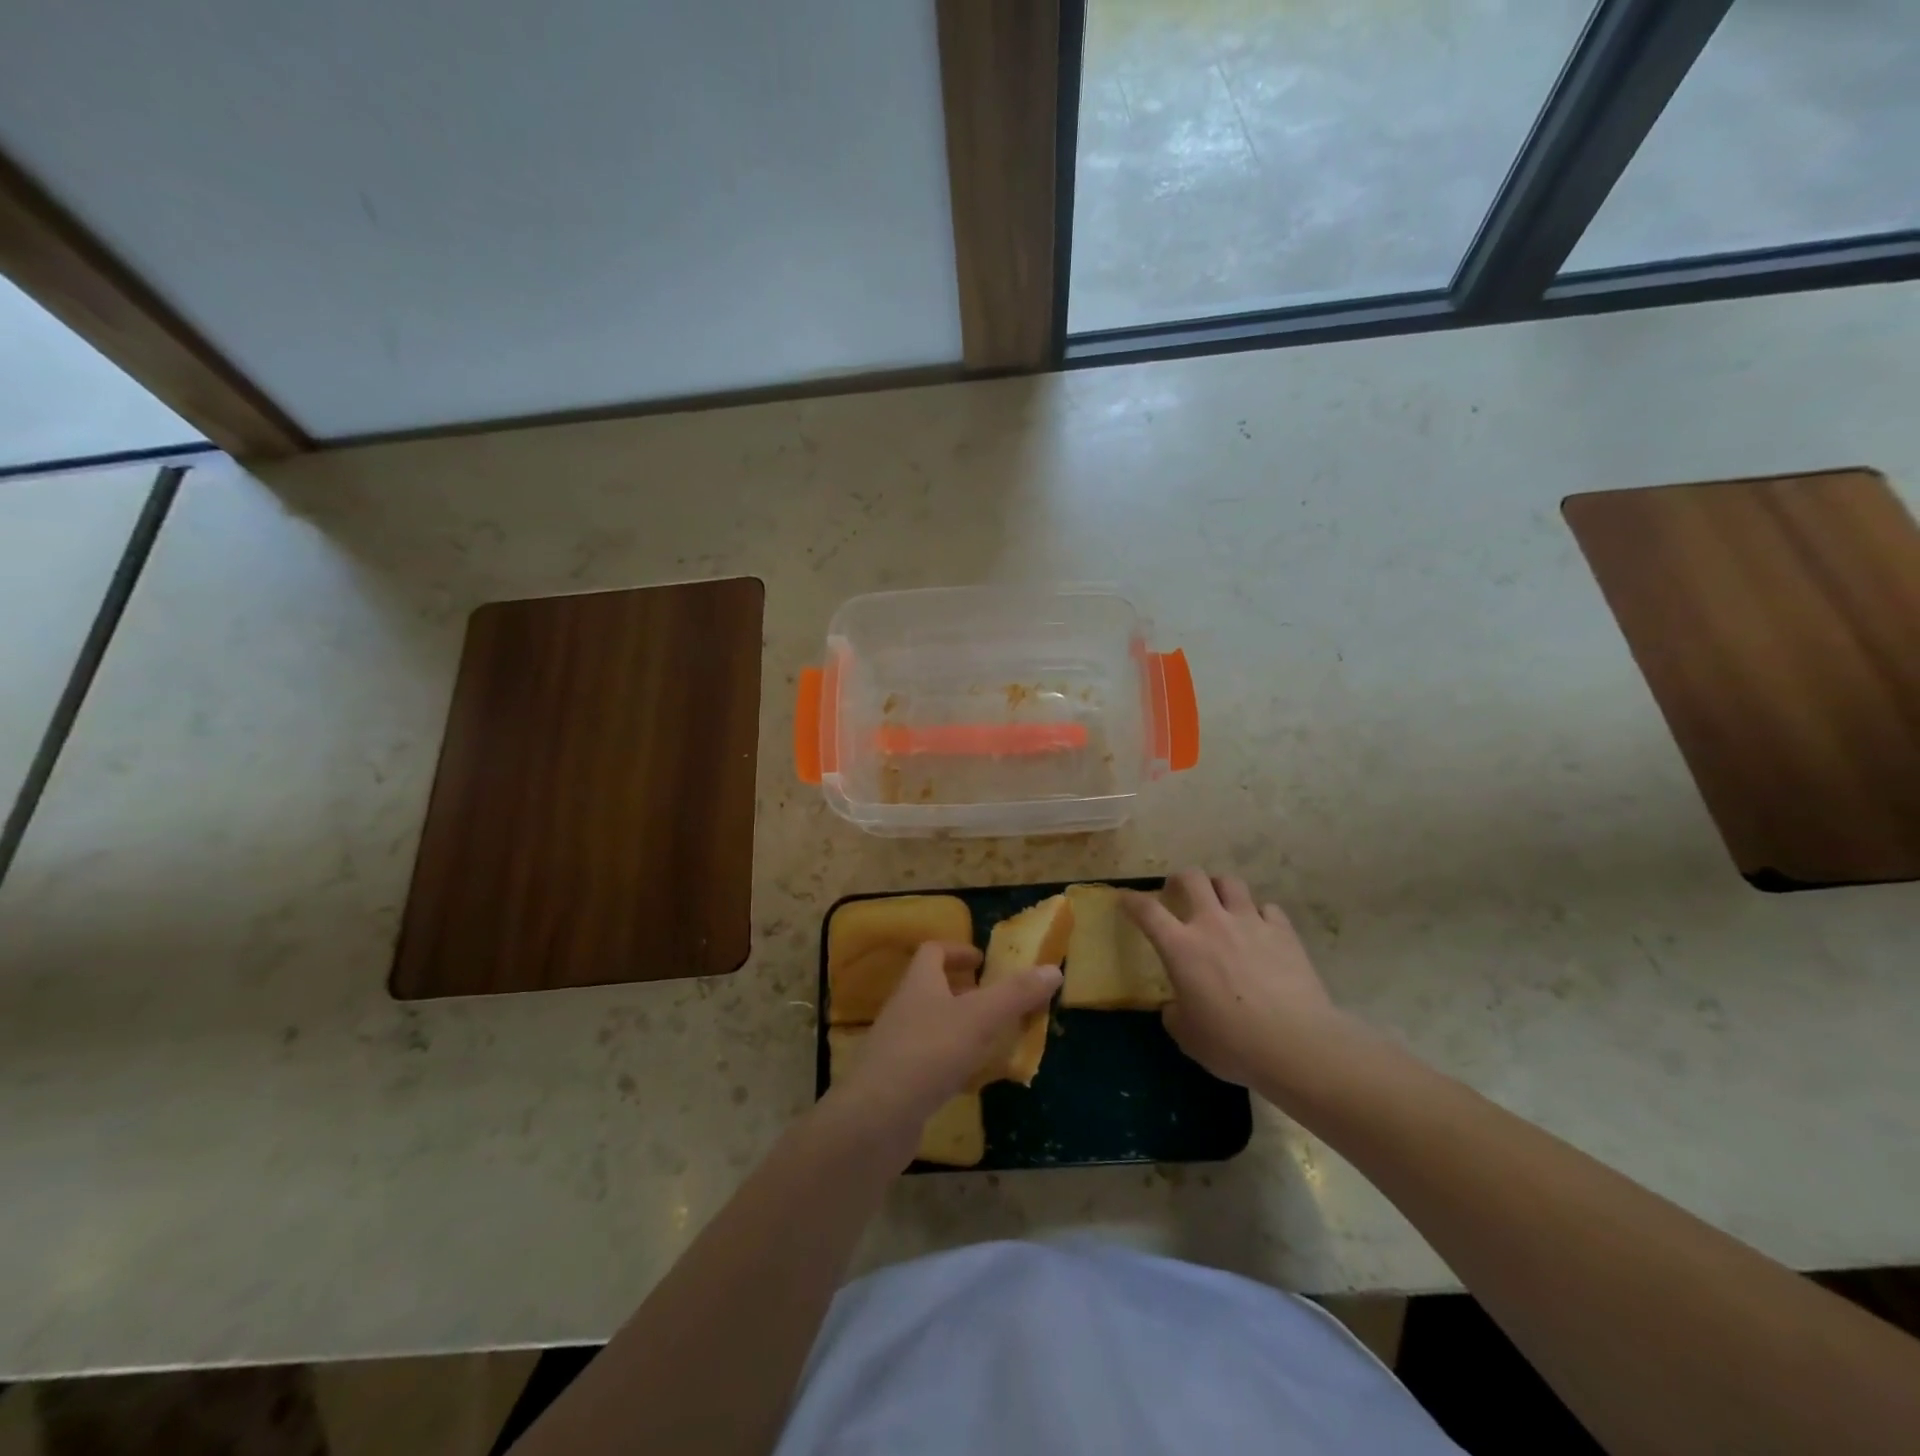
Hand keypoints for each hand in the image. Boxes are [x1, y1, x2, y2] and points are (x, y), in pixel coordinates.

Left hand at [823, 941, 1060, 1165]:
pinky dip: (952, 1062)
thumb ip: (1016, 994)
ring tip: (993, 1040)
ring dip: (961, 1027)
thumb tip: (1053, 969)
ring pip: (933, 1025)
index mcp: (919, 983)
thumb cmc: (929, 1053)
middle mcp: (904, 1008)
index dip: (958, 950)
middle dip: (964, 991)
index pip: (933, 951)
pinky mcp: (897, 1081)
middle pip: (932, 988)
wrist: (876, 1118)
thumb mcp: (980, 1018)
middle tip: (997, 1001)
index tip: (983, 960)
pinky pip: (929, 1061)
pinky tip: (972, 1080)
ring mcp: (897, 1046)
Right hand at [1125, 870, 1361, 1096]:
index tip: (1126, 900)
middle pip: (1192, 878)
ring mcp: (1251, 923)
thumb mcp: (1188, 1037)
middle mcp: (1213, 924)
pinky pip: (1267, 908)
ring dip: (1219, 888)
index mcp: (1181, 947)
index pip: (1147, 910)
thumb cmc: (1233, 1045)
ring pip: (1230, 883)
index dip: (1132, 901)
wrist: (1297, 1046)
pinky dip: (1259, 914)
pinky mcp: (1284, 932)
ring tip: (1220, 903)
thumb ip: (1175, 1014)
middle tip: (1178, 892)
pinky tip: (1260, 929)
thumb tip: (1176, 1006)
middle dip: (1180, 880)